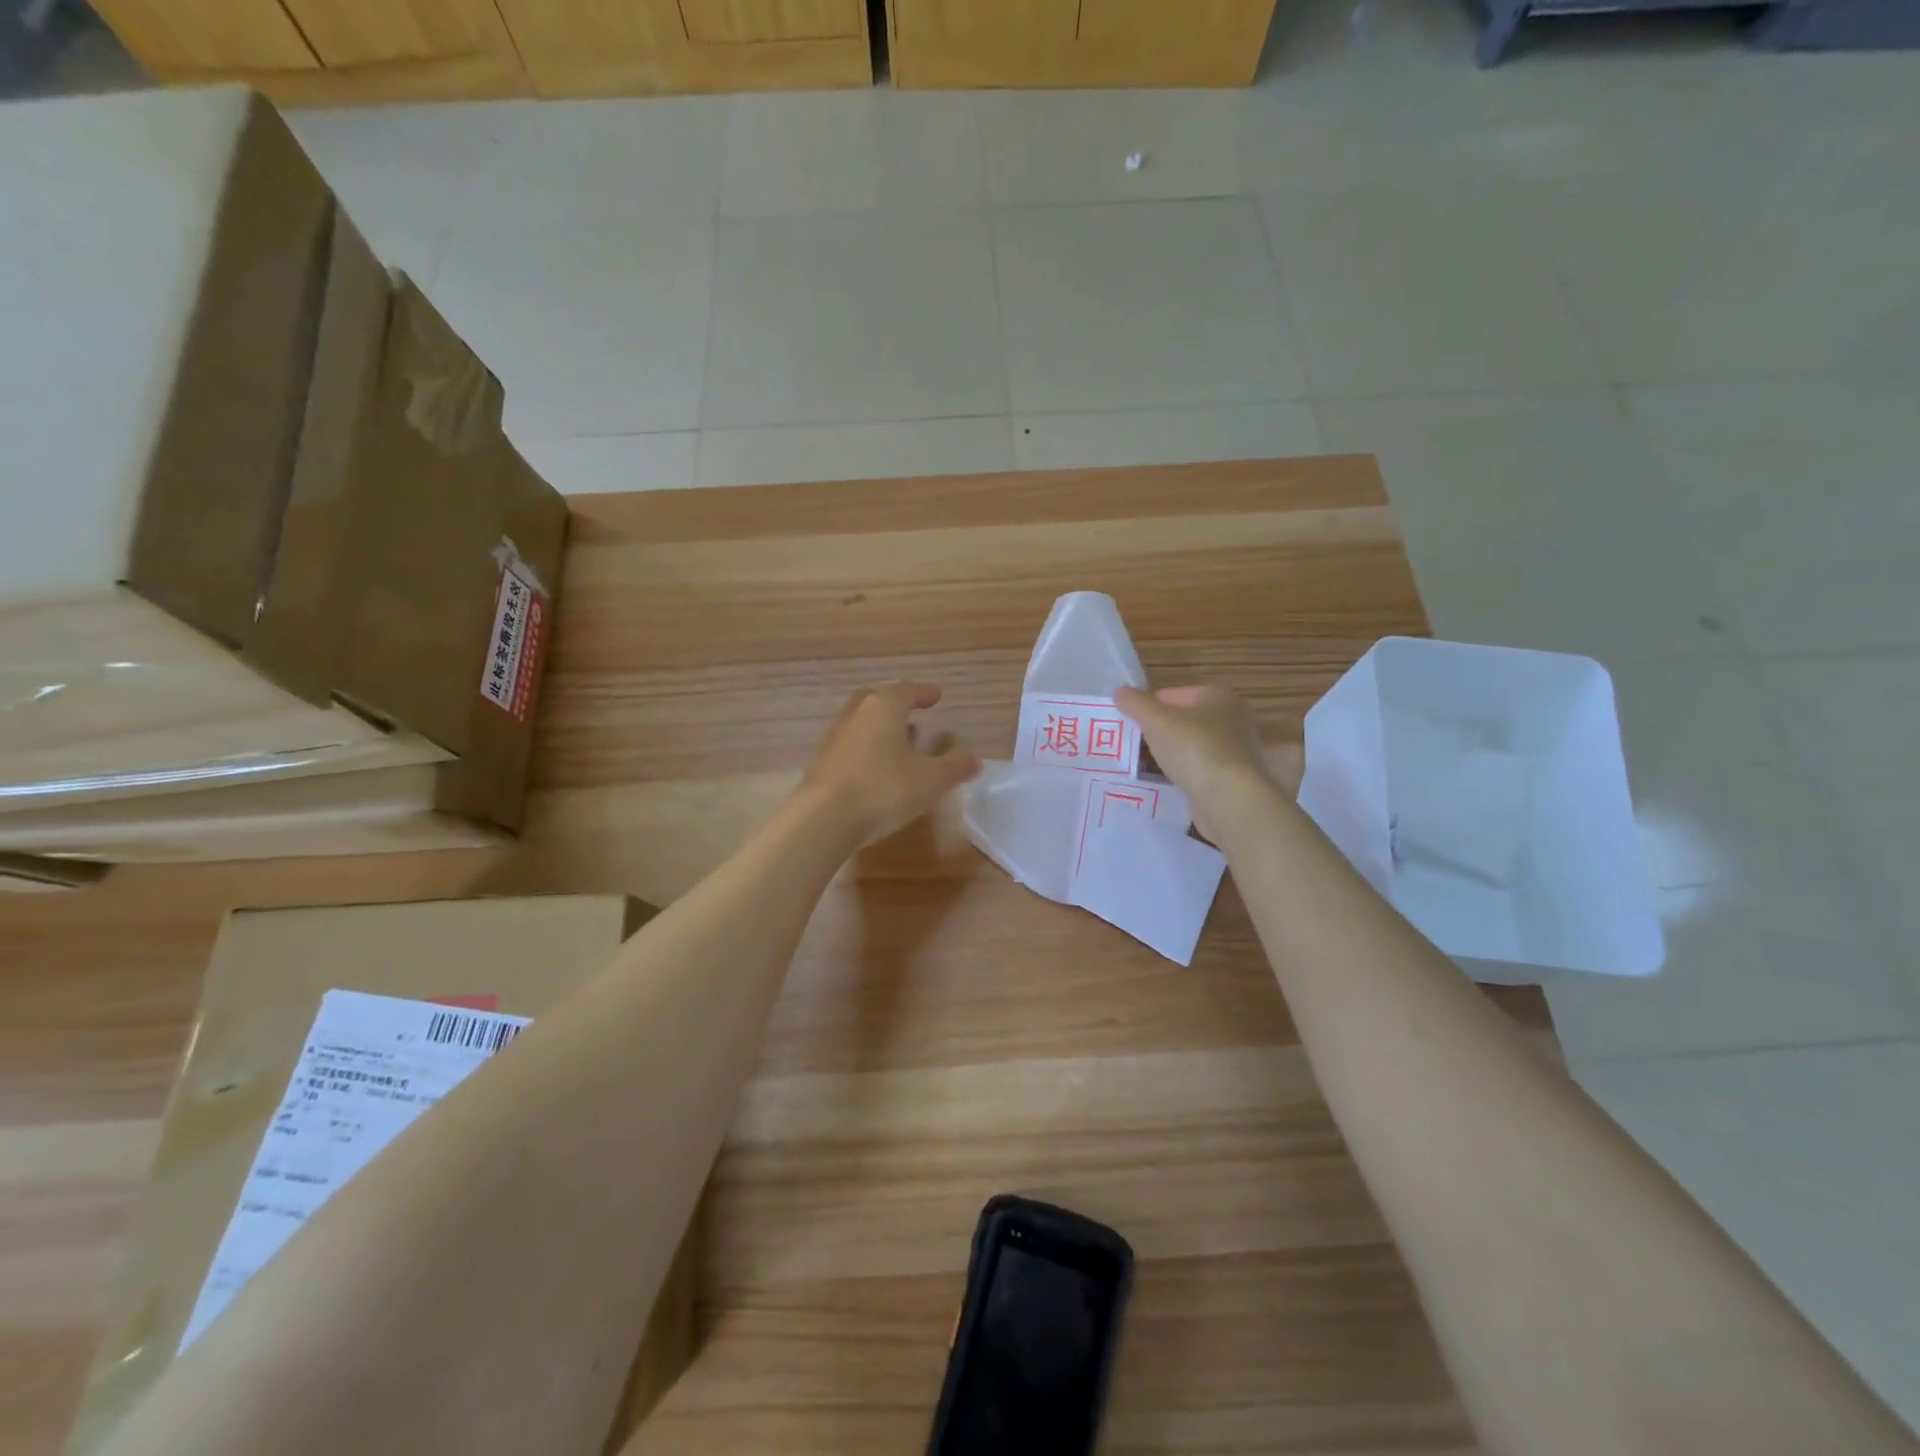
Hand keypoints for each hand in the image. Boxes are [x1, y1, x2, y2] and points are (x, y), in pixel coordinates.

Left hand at [800, 682, 980, 843]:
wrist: (823, 819)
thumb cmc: (882, 789)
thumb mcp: (930, 781)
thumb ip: (954, 767)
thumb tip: (974, 759)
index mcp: (884, 708)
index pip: (907, 690)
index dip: (924, 692)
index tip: (936, 694)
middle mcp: (857, 715)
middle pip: (877, 699)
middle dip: (896, 702)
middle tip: (911, 708)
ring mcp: (836, 738)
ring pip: (861, 721)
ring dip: (880, 725)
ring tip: (898, 738)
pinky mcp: (823, 763)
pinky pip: (851, 744)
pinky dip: (867, 747)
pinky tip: (876, 766)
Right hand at [1114, 685, 1296, 841]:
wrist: (1230, 799)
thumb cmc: (1194, 749)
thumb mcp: (1156, 720)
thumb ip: (1135, 703)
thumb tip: (1119, 692)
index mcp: (1218, 697)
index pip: (1172, 695)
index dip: (1147, 708)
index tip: (1129, 726)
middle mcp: (1232, 719)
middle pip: (1182, 721)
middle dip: (1157, 733)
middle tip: (1132, 747)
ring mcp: (1235, 751)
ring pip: (1190, 747)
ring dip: (1168, 755)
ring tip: (1142, 768)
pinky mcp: (1233, 779)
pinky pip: (1198, 770)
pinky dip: (1182, 775)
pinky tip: (1165, 784)